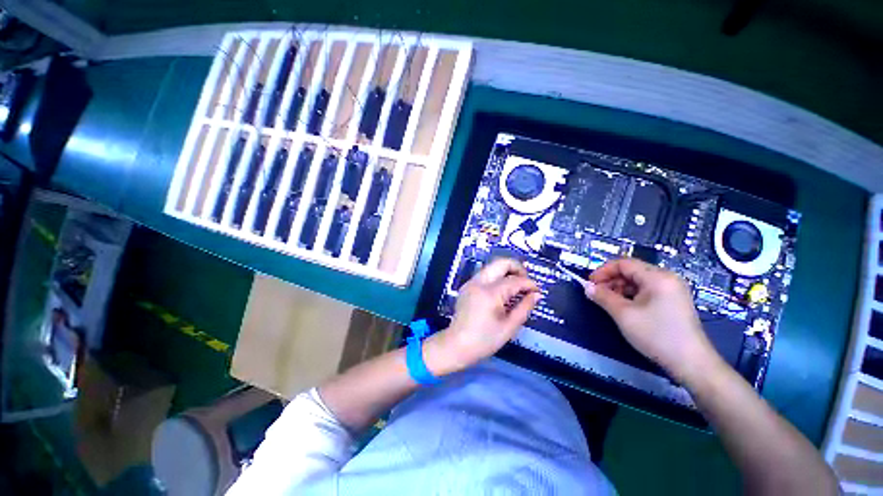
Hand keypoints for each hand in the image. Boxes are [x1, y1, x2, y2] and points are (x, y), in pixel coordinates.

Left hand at [425, 258, 539, 375]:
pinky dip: (497, 276)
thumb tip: (536, 295)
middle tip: (527, 282)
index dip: (529, 283)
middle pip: (501, 262)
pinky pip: (485, 274)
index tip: (538, 290)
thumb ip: (524, 308)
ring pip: (492, 266)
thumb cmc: (484, 340)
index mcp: (490, 293)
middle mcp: (479, 282)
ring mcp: (471, 282)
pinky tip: (502, 291)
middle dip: (518, 268)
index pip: (514, 280)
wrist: (456, 345)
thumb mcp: (509, 327)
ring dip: (507, 271)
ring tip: (517, 286)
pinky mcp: (467, 286)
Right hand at [583, 258, 724, 383]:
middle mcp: (667, 278)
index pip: (623, 263)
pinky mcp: (673, 301)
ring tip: (609, 303)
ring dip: (620, 289)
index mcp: (657, 277)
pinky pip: (647, 291)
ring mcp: (672, 290)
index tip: (589, 283)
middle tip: (597, 295)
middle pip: (631, 271)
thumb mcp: (623, 315)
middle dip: (611, 281)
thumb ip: (603, 297)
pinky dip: (632, 296)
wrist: (691, 363)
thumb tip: (587, 287)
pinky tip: (625, 308)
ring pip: (638, 281)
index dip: (603, 271)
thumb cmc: (656, 335)